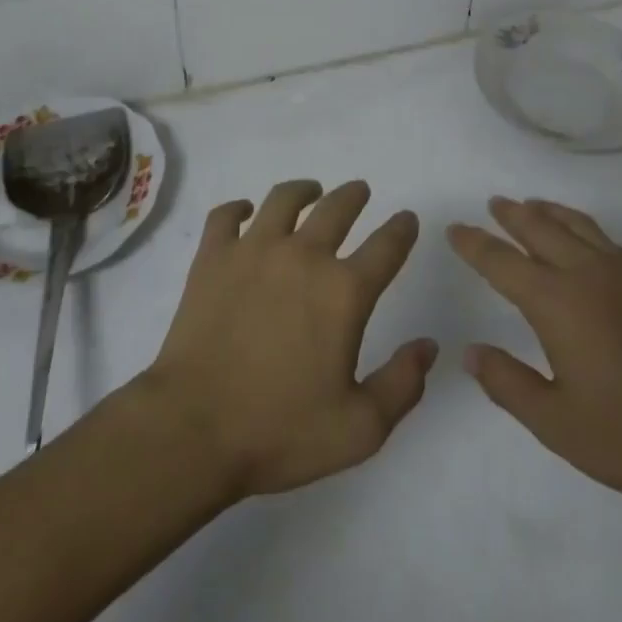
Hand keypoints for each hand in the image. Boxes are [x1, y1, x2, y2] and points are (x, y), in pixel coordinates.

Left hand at [142, 179, 436, 499]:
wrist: (193, 429)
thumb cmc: (279, 431)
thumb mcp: (358, 429)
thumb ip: (402, 384)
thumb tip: (428, 345)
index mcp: (343, 292)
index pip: (386, 247)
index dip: (402, 229)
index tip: (407, 219)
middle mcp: (303, 256)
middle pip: (337, 208)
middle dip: (354, 195)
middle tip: (359, 191)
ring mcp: (253, 250)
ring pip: (284, 199)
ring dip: (303, 190)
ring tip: (310, 191)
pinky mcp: (213, 257)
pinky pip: (226, 215)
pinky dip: (238, 208)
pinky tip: (244, 212)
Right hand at [448, 197, 621, 514]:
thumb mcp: (556, 423)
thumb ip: (508, 383)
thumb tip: (470, 352)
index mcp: (556, 303)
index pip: (502, 262)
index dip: (474, 244)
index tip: (455, 230)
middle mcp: (586, 273)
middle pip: (539, 229)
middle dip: (511, 215)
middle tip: (492, 204)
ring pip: (575, 225)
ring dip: (547, 211)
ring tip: (530, 205)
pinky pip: (604, 237)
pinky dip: (581, 225)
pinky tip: (581, 237)